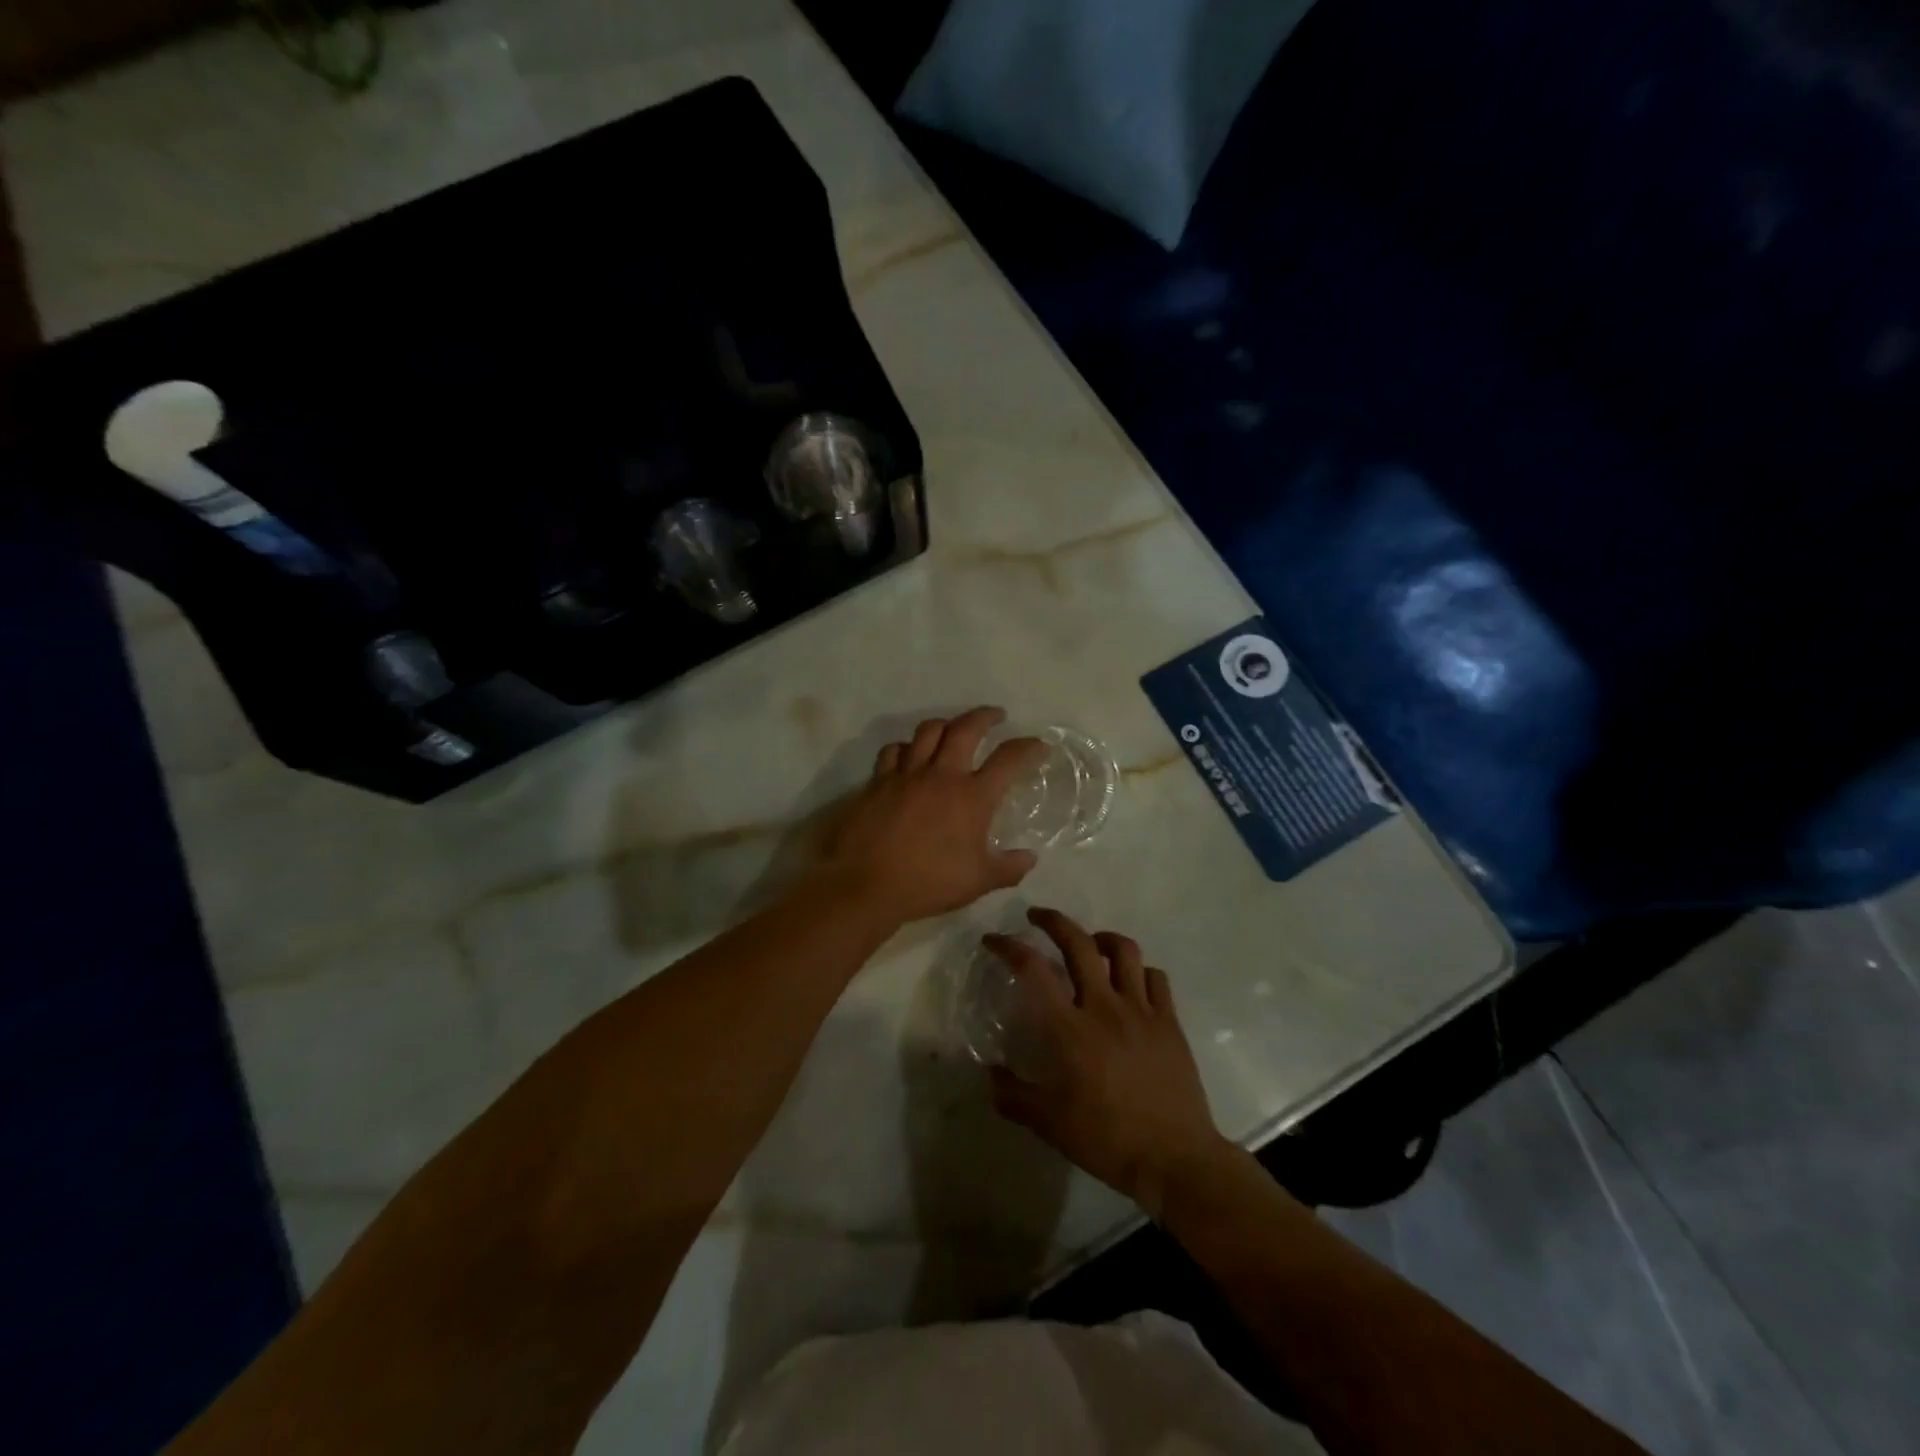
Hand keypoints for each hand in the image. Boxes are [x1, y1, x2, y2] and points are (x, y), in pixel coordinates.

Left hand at [814, 707, 1046, 926]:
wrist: (866, 884)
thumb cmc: (928, 883)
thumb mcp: (978, 882)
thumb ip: (1008, 868)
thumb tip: (1030, 857)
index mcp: (972, 796)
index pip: (1008, 759)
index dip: (1027, 747)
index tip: (1037, 745)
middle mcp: (941, 775)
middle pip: (966, 728)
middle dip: (985, 716)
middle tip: (996, 715)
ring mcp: (907, 774)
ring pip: (928, 731)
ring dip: (945, 725)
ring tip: (952, 729)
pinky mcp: (878, 781)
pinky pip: (894, 751)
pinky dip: (906, 748)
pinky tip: (909, 755)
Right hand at [987, 908, 1229, 1219]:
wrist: (1174, 1159)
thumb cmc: (1105, 1139)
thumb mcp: (1047, 1123)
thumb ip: (1011, 1095)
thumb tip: (988, 1073)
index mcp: (1069, 1028)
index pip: (1032, 969)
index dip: (1009, 946)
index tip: (994, 940)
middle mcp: (1104, 1006)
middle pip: (1078, 943)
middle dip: (1053, 921)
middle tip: (1037, 917)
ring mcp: (1141, 1010)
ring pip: (1122, 950)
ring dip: (1100, 937)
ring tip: (1089, 942)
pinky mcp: (1169, 1021)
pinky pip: (1155, 978)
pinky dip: (1138, 970)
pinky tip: (1130, 982)